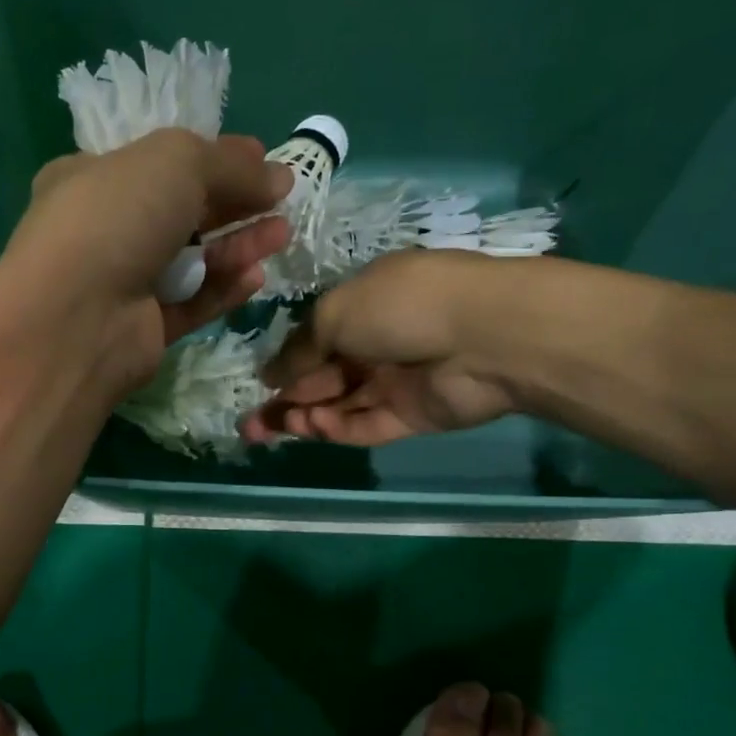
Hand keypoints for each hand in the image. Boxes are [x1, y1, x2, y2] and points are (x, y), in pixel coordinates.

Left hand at [0, 128, 292, 385]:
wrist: (75, 317)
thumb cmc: (116, 217)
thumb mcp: (176, 162)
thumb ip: (230, 164)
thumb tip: (277, 173)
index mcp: (93, 178)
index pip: (159, 164)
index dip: (212, 159)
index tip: (260, 160)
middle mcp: (105, 230)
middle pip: (181, 213)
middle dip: (233, 204)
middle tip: (281, 199)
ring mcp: (123, 284)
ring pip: (191, 261)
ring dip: (236, 246)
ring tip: (281, 235)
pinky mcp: (143, 329)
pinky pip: (191, 304)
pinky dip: (222, 290)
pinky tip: (255, 277)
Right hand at [243, 250, 520, 445]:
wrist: (485, 337)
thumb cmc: (401, 307)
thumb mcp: (336, 314)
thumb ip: (300, 348)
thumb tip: (270, 374)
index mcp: (364, 305)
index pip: (317, 338)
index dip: (286, 362)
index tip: (259, 383)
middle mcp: (378, 342)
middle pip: (324, 376)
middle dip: (285, 398)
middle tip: (249, 423)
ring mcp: (396, 381)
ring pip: (340, 404)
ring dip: (304, 417)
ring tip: (265, 430)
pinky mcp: (412, 416)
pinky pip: (366, 424)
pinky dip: (337, 428)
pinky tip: (311, 427)